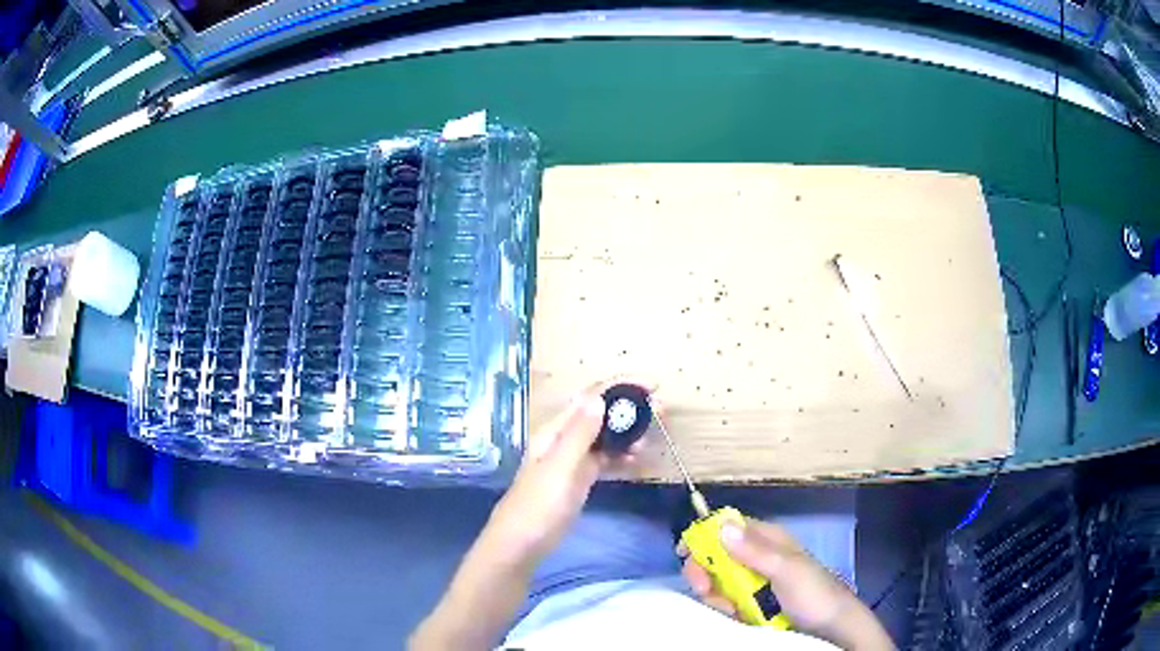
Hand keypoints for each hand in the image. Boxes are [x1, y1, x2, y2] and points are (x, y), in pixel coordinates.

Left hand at [485, 382, 644, 561]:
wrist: (521, 545)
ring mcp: (571, 460)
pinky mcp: (578, 479)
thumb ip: (579, 434)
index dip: (620, 386)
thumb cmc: (538, 506)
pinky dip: (620, 455)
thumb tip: (599, 398)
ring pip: (604, 437)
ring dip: (627, 432)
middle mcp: (563, 439)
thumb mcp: (560, 468)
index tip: (653, 386)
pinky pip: (603, 459)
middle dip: (628, 407)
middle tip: (662, 408)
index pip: (590, 397)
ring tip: (652, 435)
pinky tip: (636, 459)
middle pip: (599, 413)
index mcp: (555, 431)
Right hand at [679, 518, 855, 631]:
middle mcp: (756, 557)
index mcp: (767, 539)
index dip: (704, 536)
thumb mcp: (786, 570)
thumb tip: (721, 526)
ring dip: (715, 594)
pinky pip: (725, 600)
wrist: (830, 627)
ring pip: (717, 580)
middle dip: (705, 572)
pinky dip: (723, 607)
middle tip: (705, 589)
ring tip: (730, 608)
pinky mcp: (750, 603)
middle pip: (716, 556)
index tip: (684, 553)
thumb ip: (755, 551)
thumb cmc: (813, 593)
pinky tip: (734, 615)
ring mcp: (753, 581)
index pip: (728, 527)